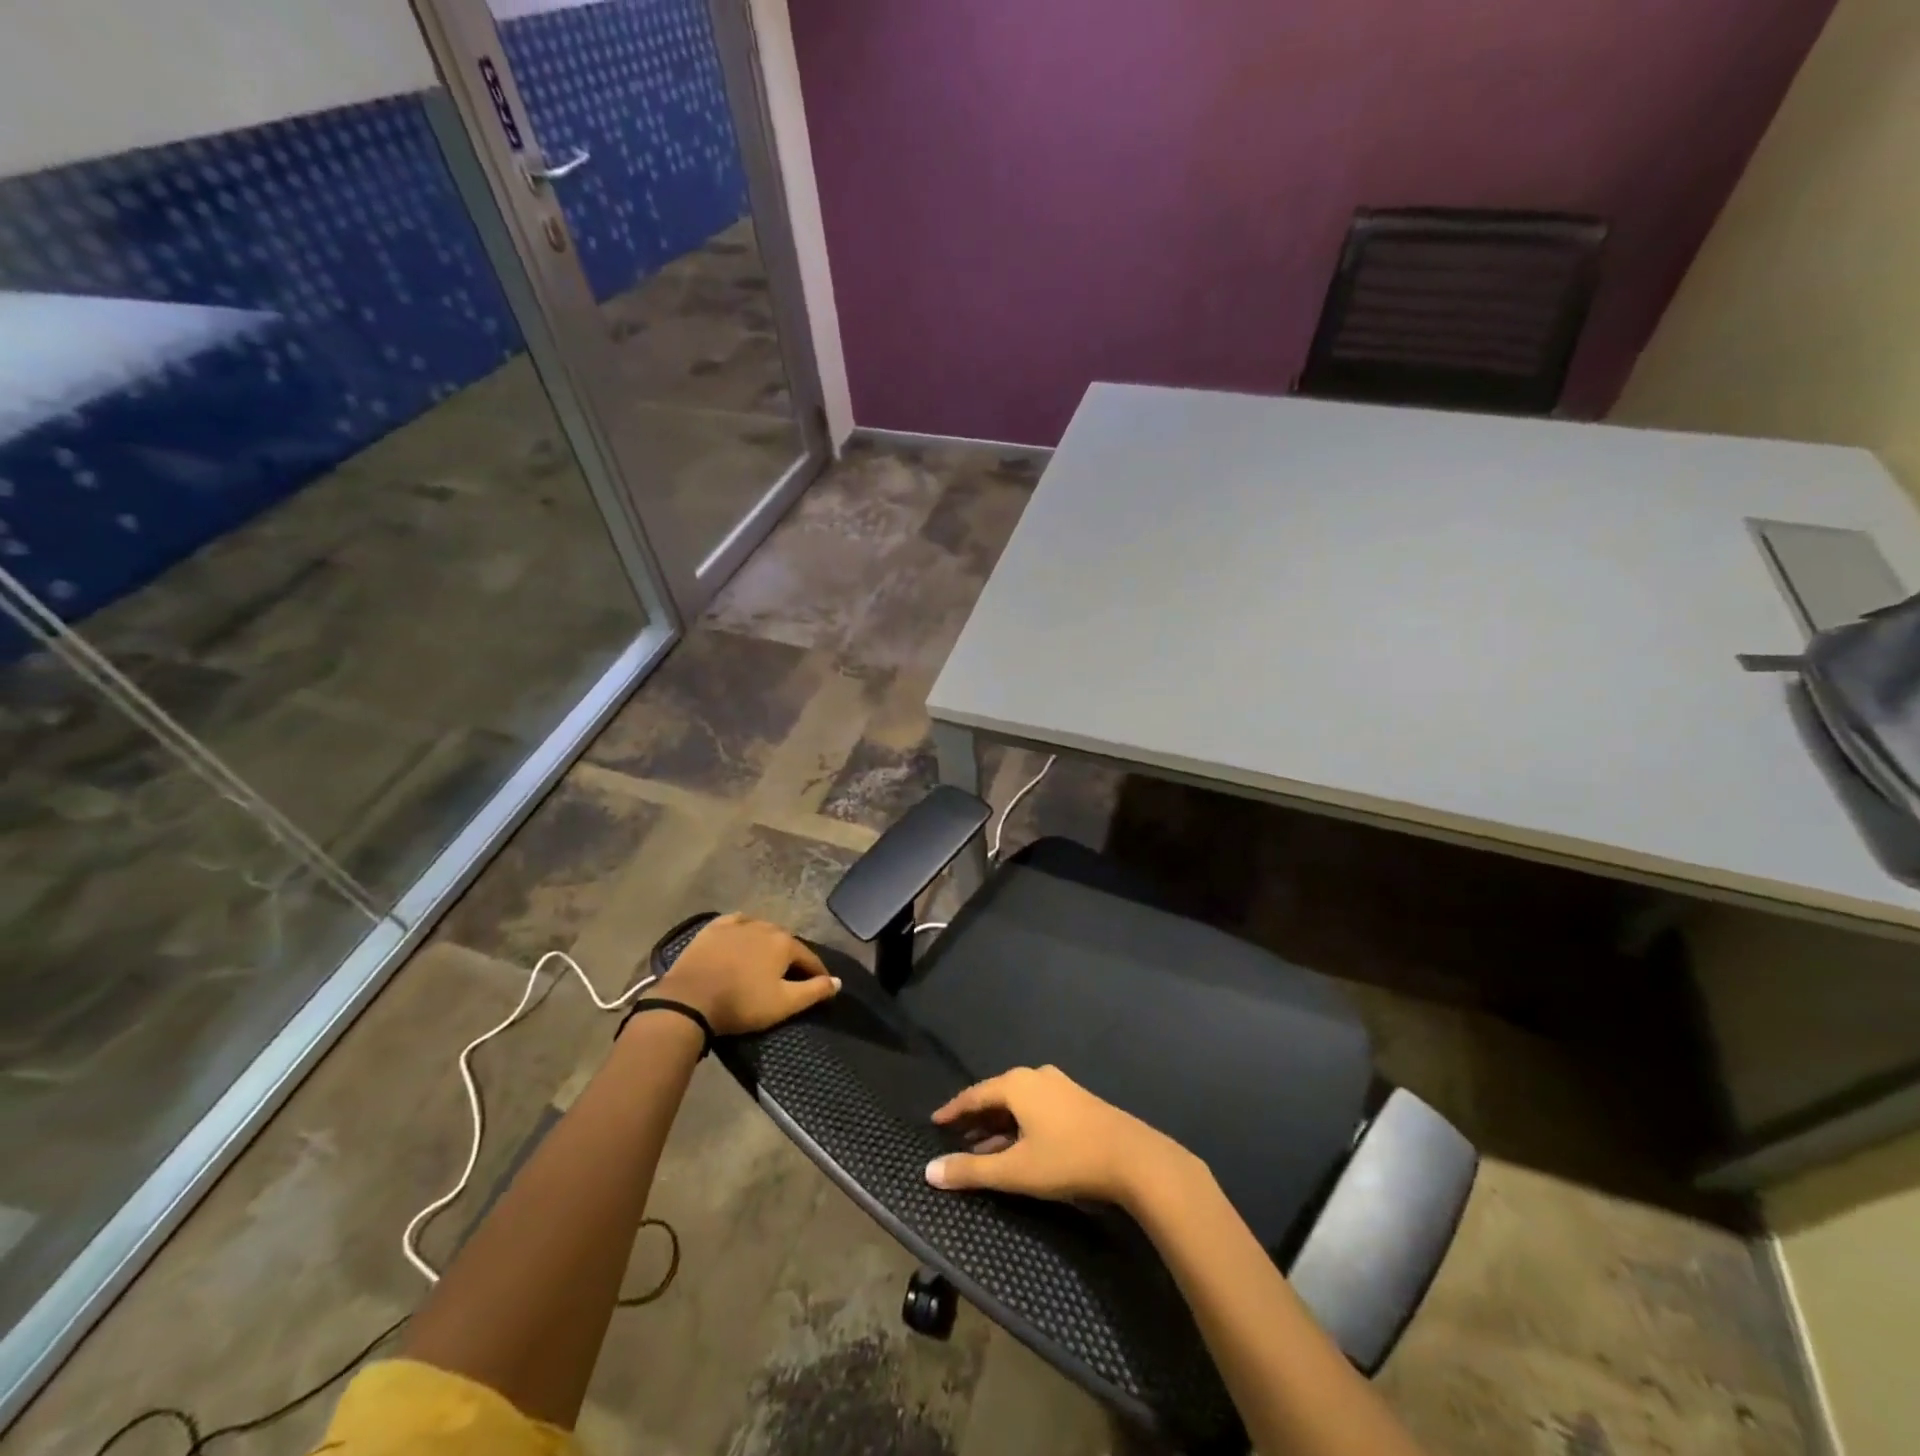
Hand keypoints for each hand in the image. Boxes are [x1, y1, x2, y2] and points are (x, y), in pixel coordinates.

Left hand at [651, 913, 838, 1035]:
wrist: (689, 1000)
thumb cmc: (741, 1003)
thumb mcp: (783, 1004)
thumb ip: (814, 991)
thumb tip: (838, 981)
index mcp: (784, 943)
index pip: (809, 958)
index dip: (817, 973)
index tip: (821, 985)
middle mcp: (765, 926)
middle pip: (785, 942)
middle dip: (791, 957)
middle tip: (789, 976)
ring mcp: (737, 924)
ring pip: (761, 931)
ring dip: (767, 944)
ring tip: (764, 960)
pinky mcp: (713, 928)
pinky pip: (736, 924)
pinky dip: (743, 931)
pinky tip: (741, 938)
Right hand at [925, 1065, 1200, 1211]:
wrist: (1132, 1158)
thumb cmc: (1067, 1159)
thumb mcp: (1015, 1170)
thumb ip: (972, 1170)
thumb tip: (929, 1171)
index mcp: (1016, 1084)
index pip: (974, 1094)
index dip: (953, 1109)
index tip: (935, 1121)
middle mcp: (1035, 1076)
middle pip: (996, 1095)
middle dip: (976, 1118)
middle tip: (955, 1137)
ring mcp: (1059, 1086)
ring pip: (1018, 1103)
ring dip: (998, 1125)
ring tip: (982, 1147)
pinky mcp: (1077, 1100)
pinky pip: (1036, 1107)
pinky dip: (1019, 1124)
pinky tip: (1018, 1146)